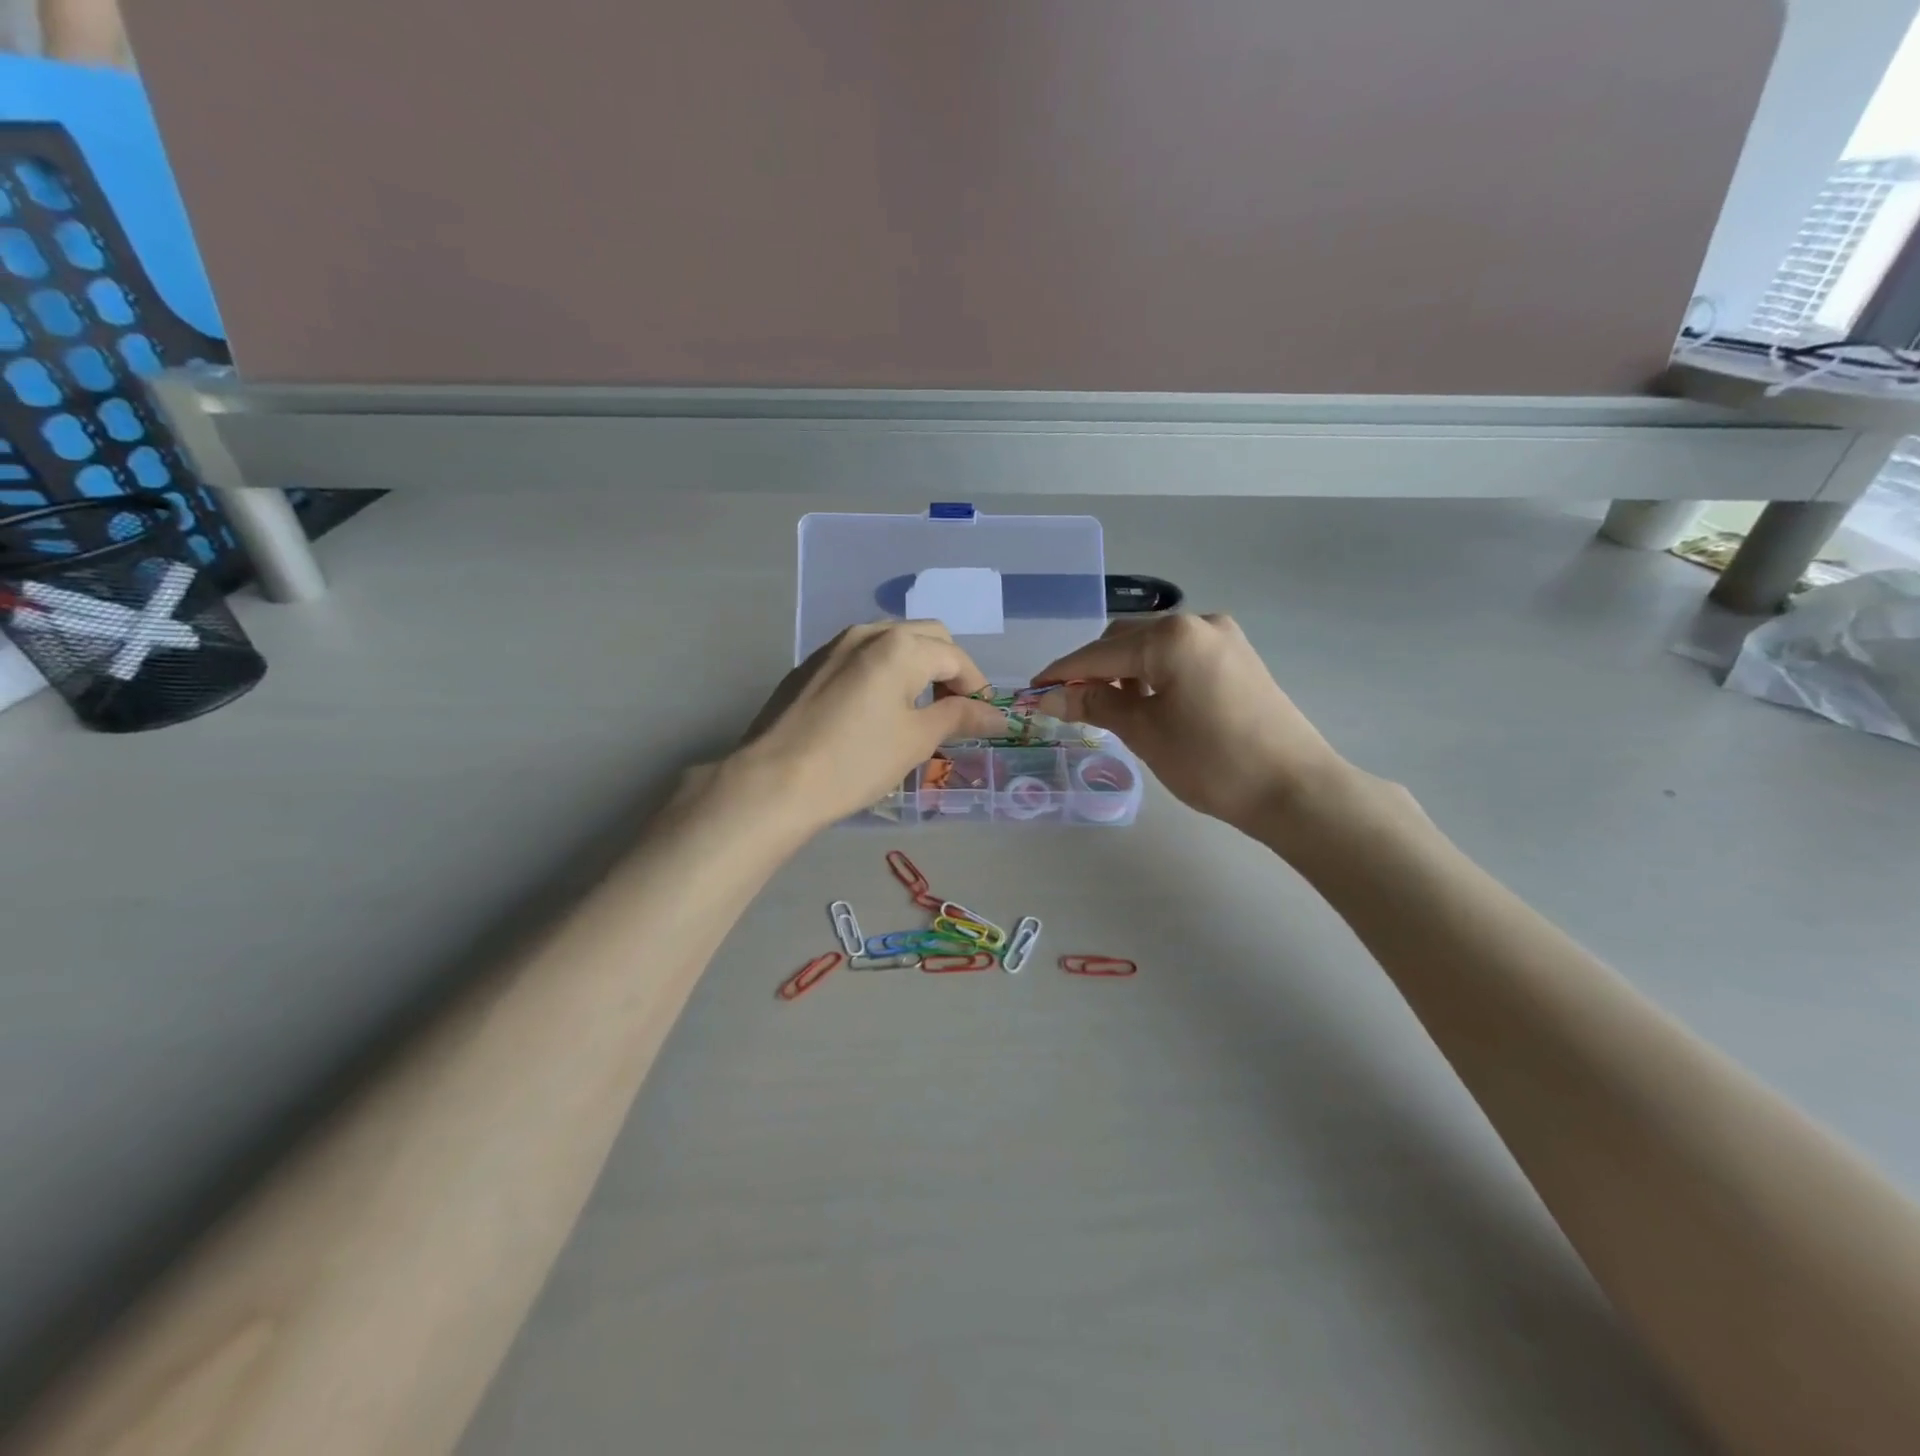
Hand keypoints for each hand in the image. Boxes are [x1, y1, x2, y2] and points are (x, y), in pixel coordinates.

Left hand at [734, 622, 1009, 833]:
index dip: (977, 686)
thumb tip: (998, 715)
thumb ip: (960, 718)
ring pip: (890, 642)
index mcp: (899, 646)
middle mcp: (867, 633)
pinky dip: (882, 672)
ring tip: (917, 709)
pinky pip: (860, 657)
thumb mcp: (916, 740)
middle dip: (948, 668)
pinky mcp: (809, 666)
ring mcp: (833, 646)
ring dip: (914, 666)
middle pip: (925, 637)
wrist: (773, 782)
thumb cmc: (855, 761)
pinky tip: (875, 710)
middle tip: (953, 710)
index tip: (984, 719)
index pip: (955, 656)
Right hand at [1032, 614, 1350, 835]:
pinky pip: (1180, 655)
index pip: (1100, 652)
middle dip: (1095, 668)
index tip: (1034, 691)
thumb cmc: (1212, 761)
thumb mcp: (1145, 732)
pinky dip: (1155, 673)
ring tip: (1111, 707)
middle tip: (1073, 705)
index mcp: (1172, 637)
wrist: (1294, 789)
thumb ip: (1095, 704)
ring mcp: (1223, 638)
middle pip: (1127, 639)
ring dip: (1125, 670)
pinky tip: (1149, 701)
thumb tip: (1051, 697)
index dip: (1063, 673)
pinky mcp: (1238, 657)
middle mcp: (1198, 623)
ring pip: (1154, 646)